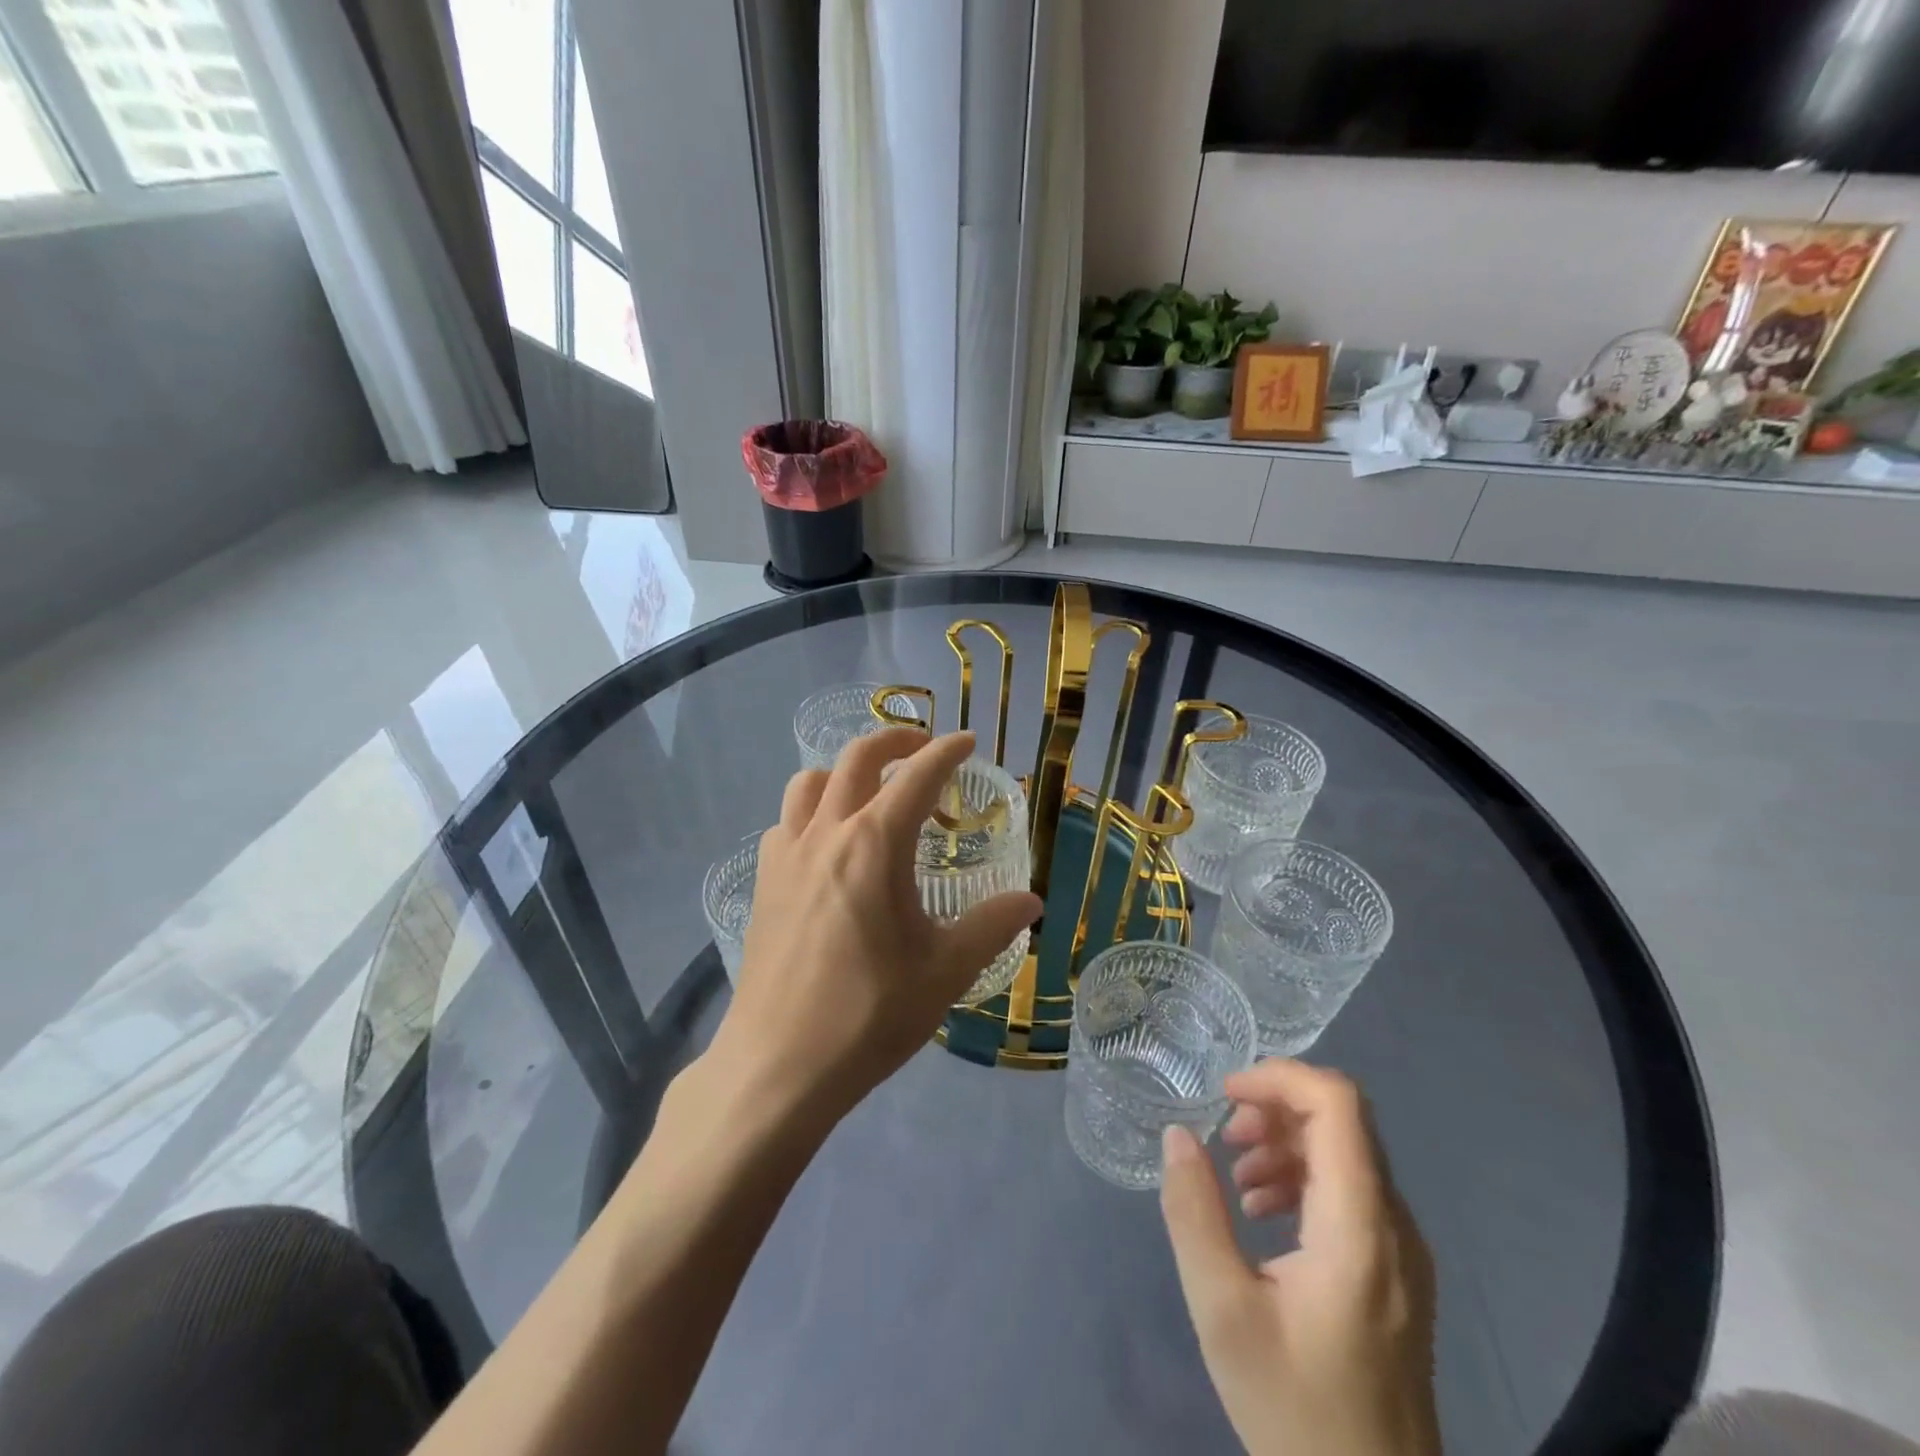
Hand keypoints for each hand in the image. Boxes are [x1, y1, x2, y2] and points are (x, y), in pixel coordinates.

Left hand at [711, 728, 1042, 1123]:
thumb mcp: (946, 970)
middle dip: (896, 739)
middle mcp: (827, 833)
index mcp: (874, 844)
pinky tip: (829, 847)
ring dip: (846, 772)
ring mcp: (786, 855)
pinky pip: (787, 822)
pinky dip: (813, 811)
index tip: (967, 742)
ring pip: (811, 782)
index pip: (917, 775)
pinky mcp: (763, 882)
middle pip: (857, 757)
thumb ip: (992, 925)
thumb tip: (1031, 899)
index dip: (946, 751)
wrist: (779, 1065)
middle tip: (924, 749)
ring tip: (872, 793)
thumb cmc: (870, 1014)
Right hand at [1159, 1061, 1440, 1455]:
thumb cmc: (1295, 1409)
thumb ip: (1194, 1212)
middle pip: (1343, 1120)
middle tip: (1225, 1137)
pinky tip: (1264, 1212)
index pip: (1338, 1103)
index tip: (1224, 1094)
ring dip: (1287, 1142)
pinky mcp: (1398, 1274)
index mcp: (1360, 1227)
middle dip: (1276, 1108)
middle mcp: (1396, 1226)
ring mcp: (1404, 1252)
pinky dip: (1304, 1177)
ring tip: (1237, 1177)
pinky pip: (1352, 1191)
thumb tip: (1178, 1134)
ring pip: (1348, 1153)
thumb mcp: (1223, 1311)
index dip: (1279, 1076)